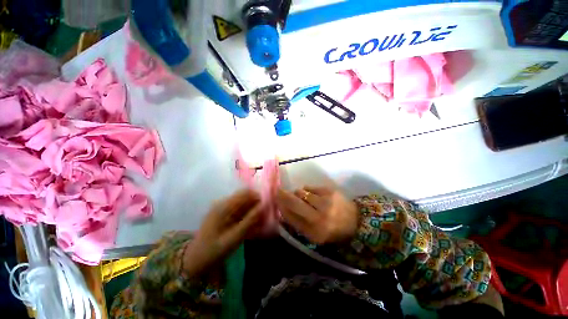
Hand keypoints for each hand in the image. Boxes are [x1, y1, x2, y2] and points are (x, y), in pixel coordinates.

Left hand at [182, 190, 262, 276]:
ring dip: (254, 211)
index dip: (259, 197)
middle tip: (266, 217)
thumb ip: (250, 220)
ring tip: (262, 222)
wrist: (194, 262)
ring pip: (244, 204)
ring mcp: (223, 209)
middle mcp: (223, 204)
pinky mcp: (224, 215)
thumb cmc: (213, 251)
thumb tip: (265, 206)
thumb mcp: (234, 237)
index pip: (246, 193)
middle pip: (245, 197)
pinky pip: (240, 211)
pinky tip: (253, 225)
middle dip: (257, 205)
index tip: (268, 207)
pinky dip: (248, 216)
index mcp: (223, 206)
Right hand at [276, 186, 357, 243]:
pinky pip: (310, 187)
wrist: (355, 221)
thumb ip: (298, 223)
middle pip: (294, 202)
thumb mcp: (314, 235)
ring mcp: (326, 202)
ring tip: (303, 198)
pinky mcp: (330, 191)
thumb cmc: (332, 230)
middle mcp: (319, 218)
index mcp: (315, 233)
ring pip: (301, 192)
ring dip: (298, 194)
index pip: (291, 217)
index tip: (276, 201)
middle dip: (283, 195)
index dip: (281, 207)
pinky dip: (308, 190)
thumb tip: (283, 208)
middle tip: (278, 191)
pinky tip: (313, 195)